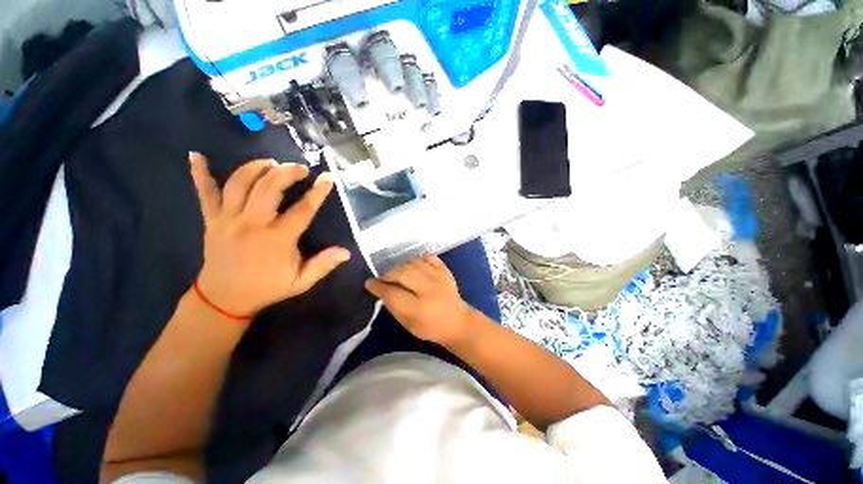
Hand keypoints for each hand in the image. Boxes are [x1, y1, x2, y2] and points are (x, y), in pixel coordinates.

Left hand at [189, 152, 350, 316]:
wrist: (224, 299)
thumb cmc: (267, 288)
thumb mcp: (301, 282)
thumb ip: (323, 265)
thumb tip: (346, 252)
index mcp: (277, 240)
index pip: (302, 210)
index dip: (317, 193)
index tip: (327, 177)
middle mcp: (252, 225)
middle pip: (268, 188)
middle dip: (285, 172)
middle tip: (300, 168)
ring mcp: (228, 220)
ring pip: (239, 184)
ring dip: (255, 168)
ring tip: (271, 163)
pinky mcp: (211, 220)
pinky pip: (204, 193)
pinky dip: (199, 174)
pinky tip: (196, 156)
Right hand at [365, 256, 473, 346]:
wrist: (457, 322)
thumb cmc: (430, 327)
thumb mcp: (408, 324)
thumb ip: (394, 306)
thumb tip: (382, 290)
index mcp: (418, 308)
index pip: (392, 293)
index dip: (378, 286)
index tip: (369, 283)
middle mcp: (428, 290)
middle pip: (401, 273)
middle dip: (388, 274)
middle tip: (383, 279)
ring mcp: (439, 277)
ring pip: (413, 262)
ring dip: (401, 266)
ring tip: (398, 273)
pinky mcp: (445, 271)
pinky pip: (429, 257)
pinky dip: (418, 259)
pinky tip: (414, 266)